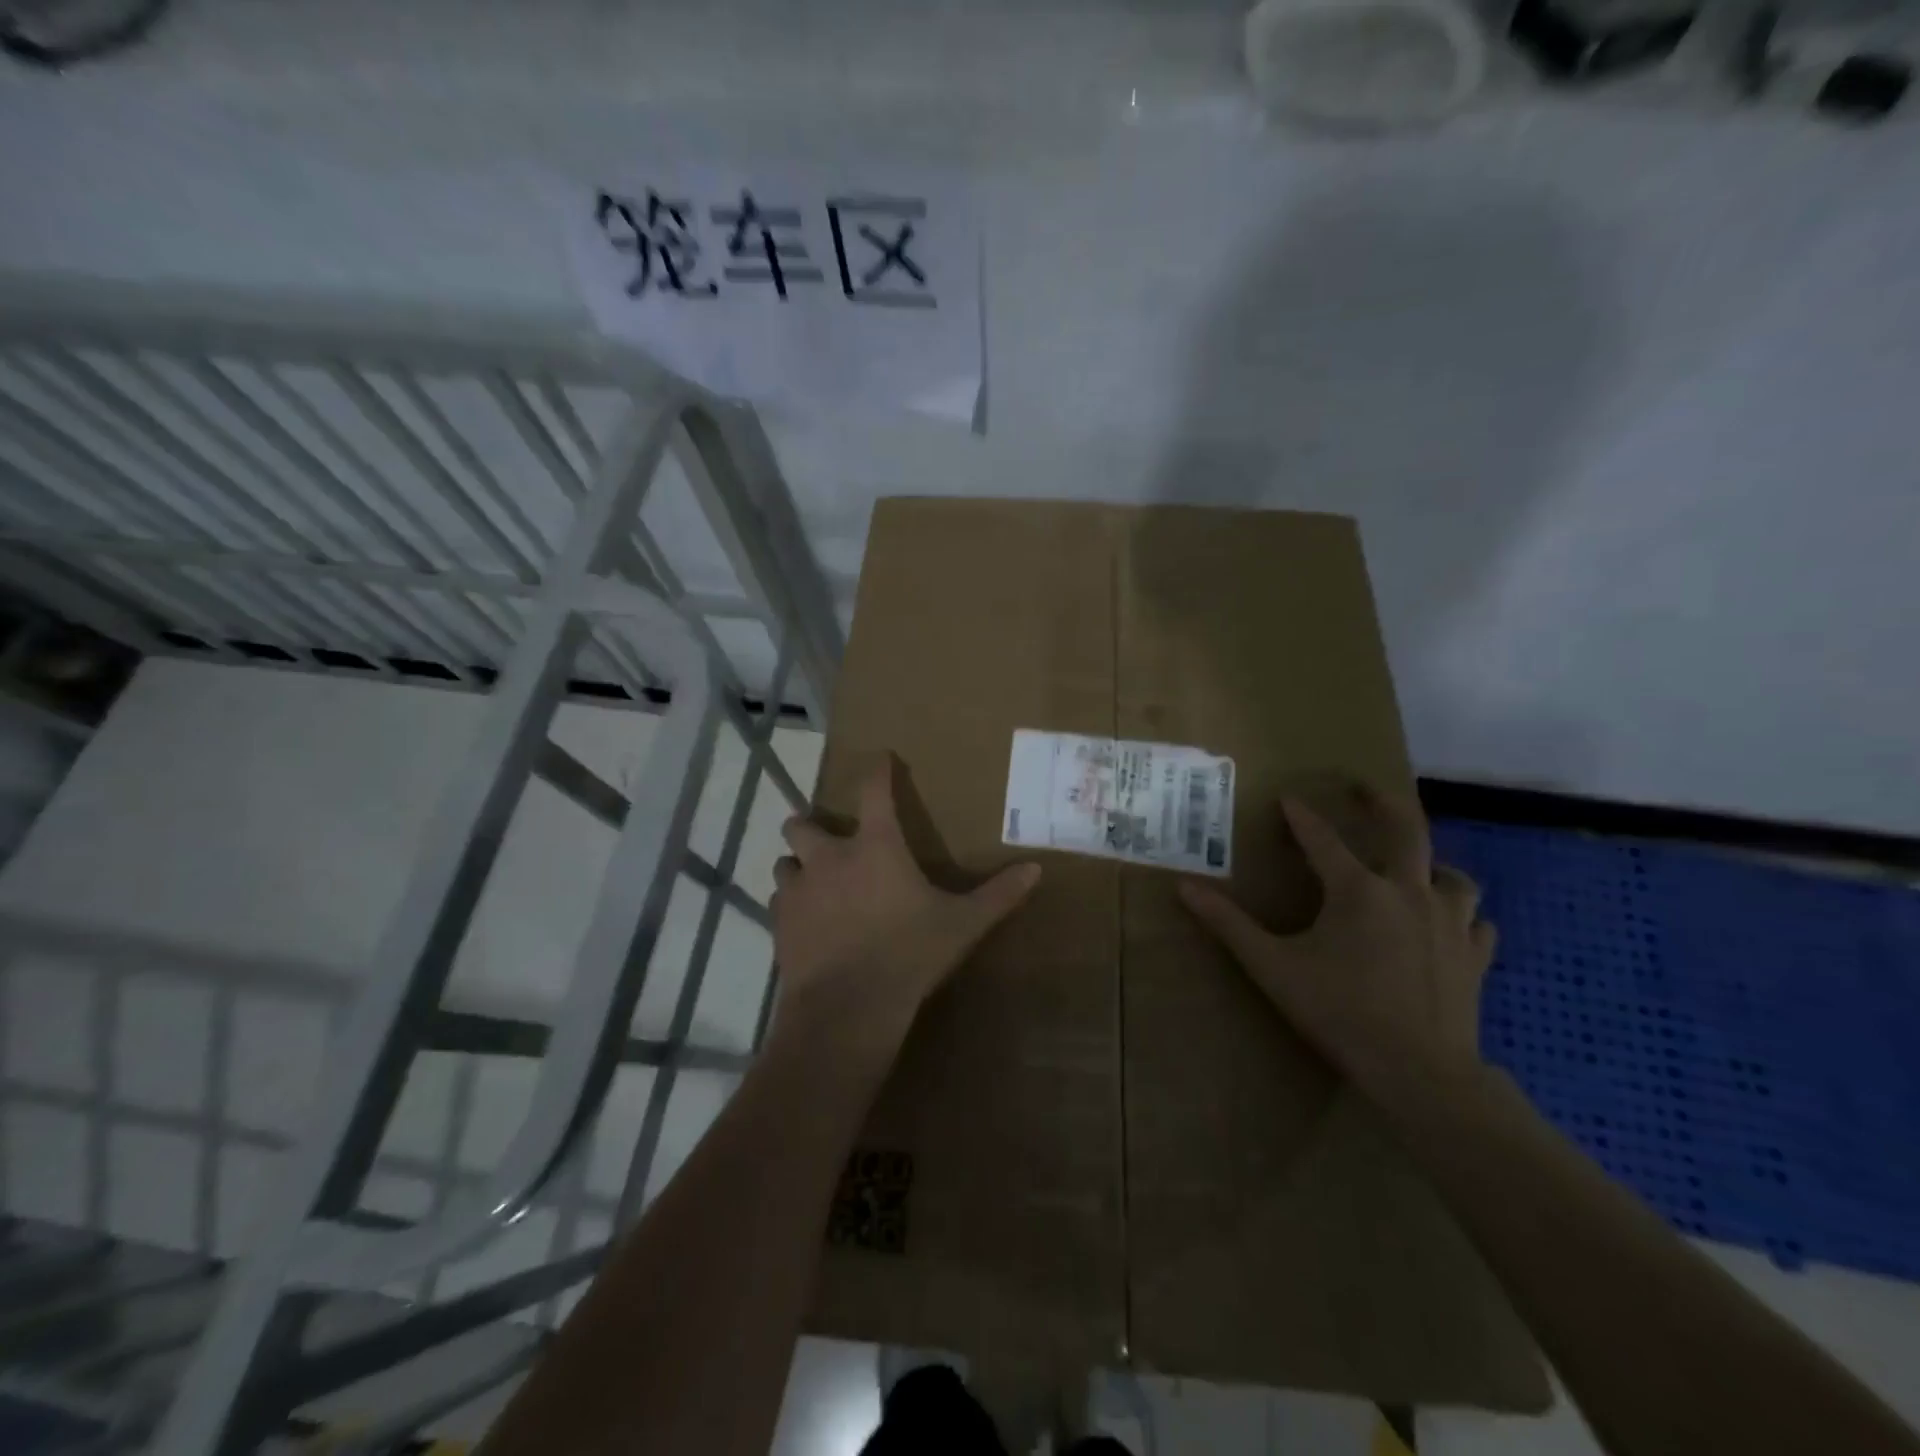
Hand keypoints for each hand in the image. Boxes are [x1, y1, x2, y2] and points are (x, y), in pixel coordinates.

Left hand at [771, 757, 1040, 1050]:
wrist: (848, 1007)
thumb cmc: (909, 954)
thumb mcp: (962, 925)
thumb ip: (998, 895)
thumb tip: (1036, 870)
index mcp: (875, 847)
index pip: (873, 790)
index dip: (877, 769)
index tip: (879, 757)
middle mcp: (829, 858)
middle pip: (802, 823)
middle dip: (810, 826)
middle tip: (828, 841)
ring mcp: (799, 889)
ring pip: (784, 862)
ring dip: (797, 866)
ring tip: (814, 882)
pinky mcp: (780, 923)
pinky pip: (778, 900)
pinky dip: (790, 903)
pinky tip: (805, 921)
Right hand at [1179, 790, 1493, 1112]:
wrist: (1419, 1072)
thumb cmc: (1339, 1012)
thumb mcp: (1272, 966)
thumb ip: (1228, 925)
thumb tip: (1183, 888)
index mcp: (1357, 890)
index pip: (1322, 840)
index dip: (1301, 817)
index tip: (1287, 798)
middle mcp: (1408, 892)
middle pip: (1407, 829)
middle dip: (1384, 802)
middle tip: (1366, 788)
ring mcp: (1449, 923)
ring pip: (1452, 875)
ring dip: (1432, 864)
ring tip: (1417, 866)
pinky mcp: (1474, 957)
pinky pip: (1477, 922)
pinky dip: (1463, 915)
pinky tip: (1452, 924)